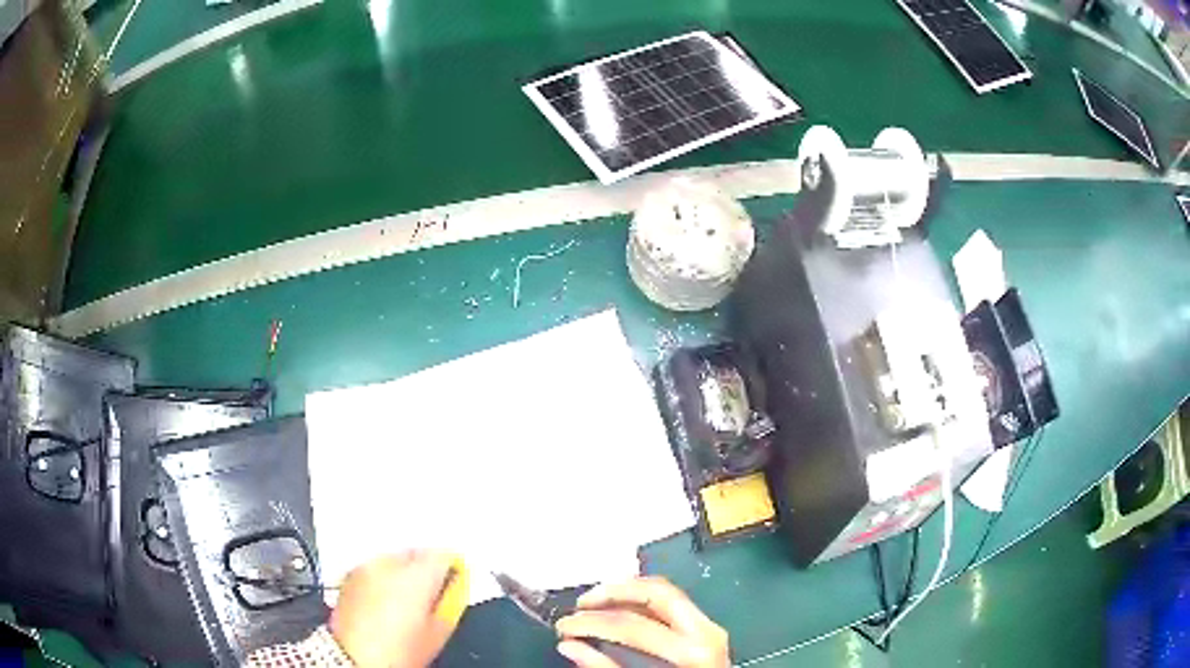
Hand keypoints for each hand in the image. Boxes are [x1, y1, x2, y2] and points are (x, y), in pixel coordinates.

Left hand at [330, 551, 464, 667]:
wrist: (354, 658)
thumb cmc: (399, 651)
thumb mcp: (438, 632)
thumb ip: (451, 602)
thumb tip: (456, 588)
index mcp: (417, 574)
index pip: (444, 555)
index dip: (453, 568)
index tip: (456, 581)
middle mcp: (389, 563)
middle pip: (417, 553)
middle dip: (427, 569)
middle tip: (433, 595)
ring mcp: (366, 567)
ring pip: (394, 560)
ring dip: (404, 573)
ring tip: (407, 600)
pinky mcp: (349, 576)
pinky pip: (375, 569)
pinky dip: (384, 579)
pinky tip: (386, 601)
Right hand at [554, 576, 729, 667]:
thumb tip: (570, 646)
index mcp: (692, 649)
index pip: (632, 625)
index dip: (592, 623)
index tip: (565, 627)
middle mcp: (705, 630)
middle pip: (656, 592)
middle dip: (612, 592)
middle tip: (582, 603)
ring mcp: (710, 625)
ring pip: (665, 590)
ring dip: (626, 591)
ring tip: (596, 602)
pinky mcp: (706, 628)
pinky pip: (672, 601)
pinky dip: (642, 599)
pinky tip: (621, 608)